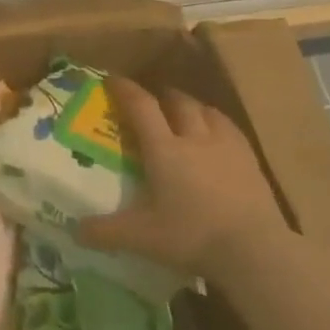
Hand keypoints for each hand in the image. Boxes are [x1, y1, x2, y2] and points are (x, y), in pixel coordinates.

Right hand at [82, 76, 289, 276]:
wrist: (254, 250)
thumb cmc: (191, 236)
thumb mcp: (141, 238)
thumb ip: (106, 232)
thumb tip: (75, 231)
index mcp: (164, 149)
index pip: (141, 107)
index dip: (125, 90)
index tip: (112, 79)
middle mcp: (194, 138)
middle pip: (177, 102)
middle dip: (161, 95)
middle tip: (151, 99)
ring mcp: (227, 146)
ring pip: (207, 110)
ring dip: (191, 106)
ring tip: (185, 112)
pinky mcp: (251, 161)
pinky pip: (231, 128)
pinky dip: (218, 123)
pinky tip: (218, 134)